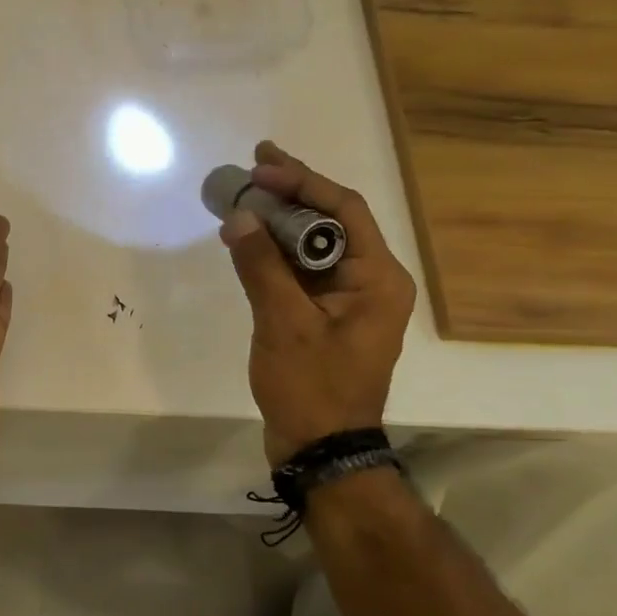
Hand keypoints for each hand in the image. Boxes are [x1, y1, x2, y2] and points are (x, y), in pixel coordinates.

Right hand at [220, 141, 415, 463]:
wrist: (320, 449)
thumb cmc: (311, 387)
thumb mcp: (283, 324)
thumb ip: (262, 267)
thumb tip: (239, 218)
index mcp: (378, 279)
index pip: (344, 210)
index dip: (302, 183)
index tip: (261, 168)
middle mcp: (371, 282)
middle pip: (331, 222)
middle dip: (291, 193)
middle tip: (253, 166)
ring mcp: (348, 300)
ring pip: (314, 246)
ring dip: (279, 221)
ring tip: (242, 197)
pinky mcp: (326, 316)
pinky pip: (302, 272)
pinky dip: (275, 253)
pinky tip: (247, 240)